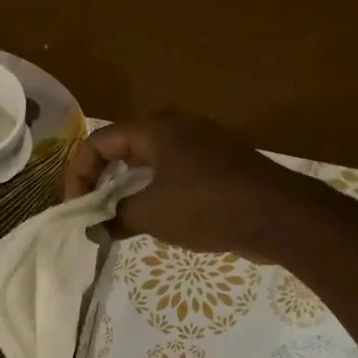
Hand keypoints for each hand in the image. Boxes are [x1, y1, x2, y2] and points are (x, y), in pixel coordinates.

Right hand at [63, 114, 319, 261]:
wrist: (279, 216)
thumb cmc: (208, 207)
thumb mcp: (152, 215)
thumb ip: (115, 219)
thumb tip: (92, 229)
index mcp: (157, 130)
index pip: (100, 142)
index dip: (80, 174)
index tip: (78, 208)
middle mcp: (178, 128)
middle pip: (124, 148)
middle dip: (102, 181)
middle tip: (95, 213)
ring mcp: (203, 145)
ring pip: (150, 163)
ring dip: (129, 190)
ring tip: (120, 221)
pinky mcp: (220, 166)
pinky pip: (174, 174)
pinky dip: (155, 193)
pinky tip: (155, 221)